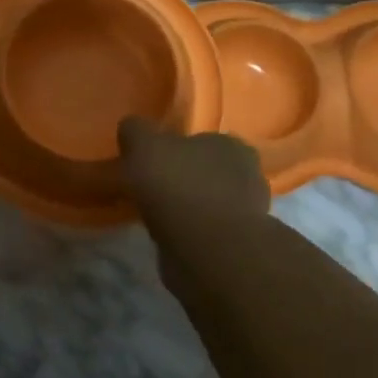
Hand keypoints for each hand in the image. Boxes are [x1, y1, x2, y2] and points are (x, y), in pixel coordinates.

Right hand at [118, 118, 269, 234]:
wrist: (208, 250)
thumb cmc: (178, 187)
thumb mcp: (144, 146)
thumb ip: (136, 131)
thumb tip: (131, 127)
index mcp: (229, 144)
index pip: (199, 140)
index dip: (173, 150)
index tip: (151, 164)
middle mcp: (245, 174)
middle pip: (205, 171)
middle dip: (182, 179)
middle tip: (152, 191)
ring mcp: (247, 212)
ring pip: (208, 202)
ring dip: (188, 209)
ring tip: (158, 219)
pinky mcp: (240, 245)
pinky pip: (208, 231)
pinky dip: (191, 233)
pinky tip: (171, 238)